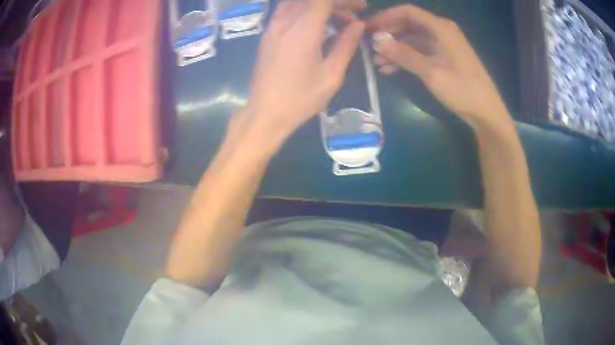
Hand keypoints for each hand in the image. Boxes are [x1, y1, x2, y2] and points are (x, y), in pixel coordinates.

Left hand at [237, 0, 364, 143]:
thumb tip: (358, 24)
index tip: (360, 8)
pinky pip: (287, 10)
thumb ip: (346, 45)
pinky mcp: (267, 34)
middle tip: (353, 18)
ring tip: (336, 20)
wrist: (265, 113)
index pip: (323, 0)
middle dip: (335, 4)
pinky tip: (315, 24)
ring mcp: (272, 27)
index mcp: (303, 31)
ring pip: (297, 3)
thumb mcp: (332, 75)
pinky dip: (304, 10)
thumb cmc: (300, 99)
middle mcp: (284, 22)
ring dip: (319, 6)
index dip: (344, 0)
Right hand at [367, 5, 510, 128]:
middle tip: (368, 45)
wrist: (486, 112)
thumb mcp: (431, 72)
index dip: (385, 17)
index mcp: (441, 28)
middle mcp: (441, 31)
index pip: (407, 12)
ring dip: (395, 48)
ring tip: (376, 62)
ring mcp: (443, 44)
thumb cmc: (462, 90)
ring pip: (413, 39)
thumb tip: (376, 41)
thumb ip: (403, 54)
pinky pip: (420, 51)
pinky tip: (390, 68)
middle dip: (388, 33)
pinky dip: (406, 57)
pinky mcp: (444, 57)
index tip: (367, 28)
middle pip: (409, 24)